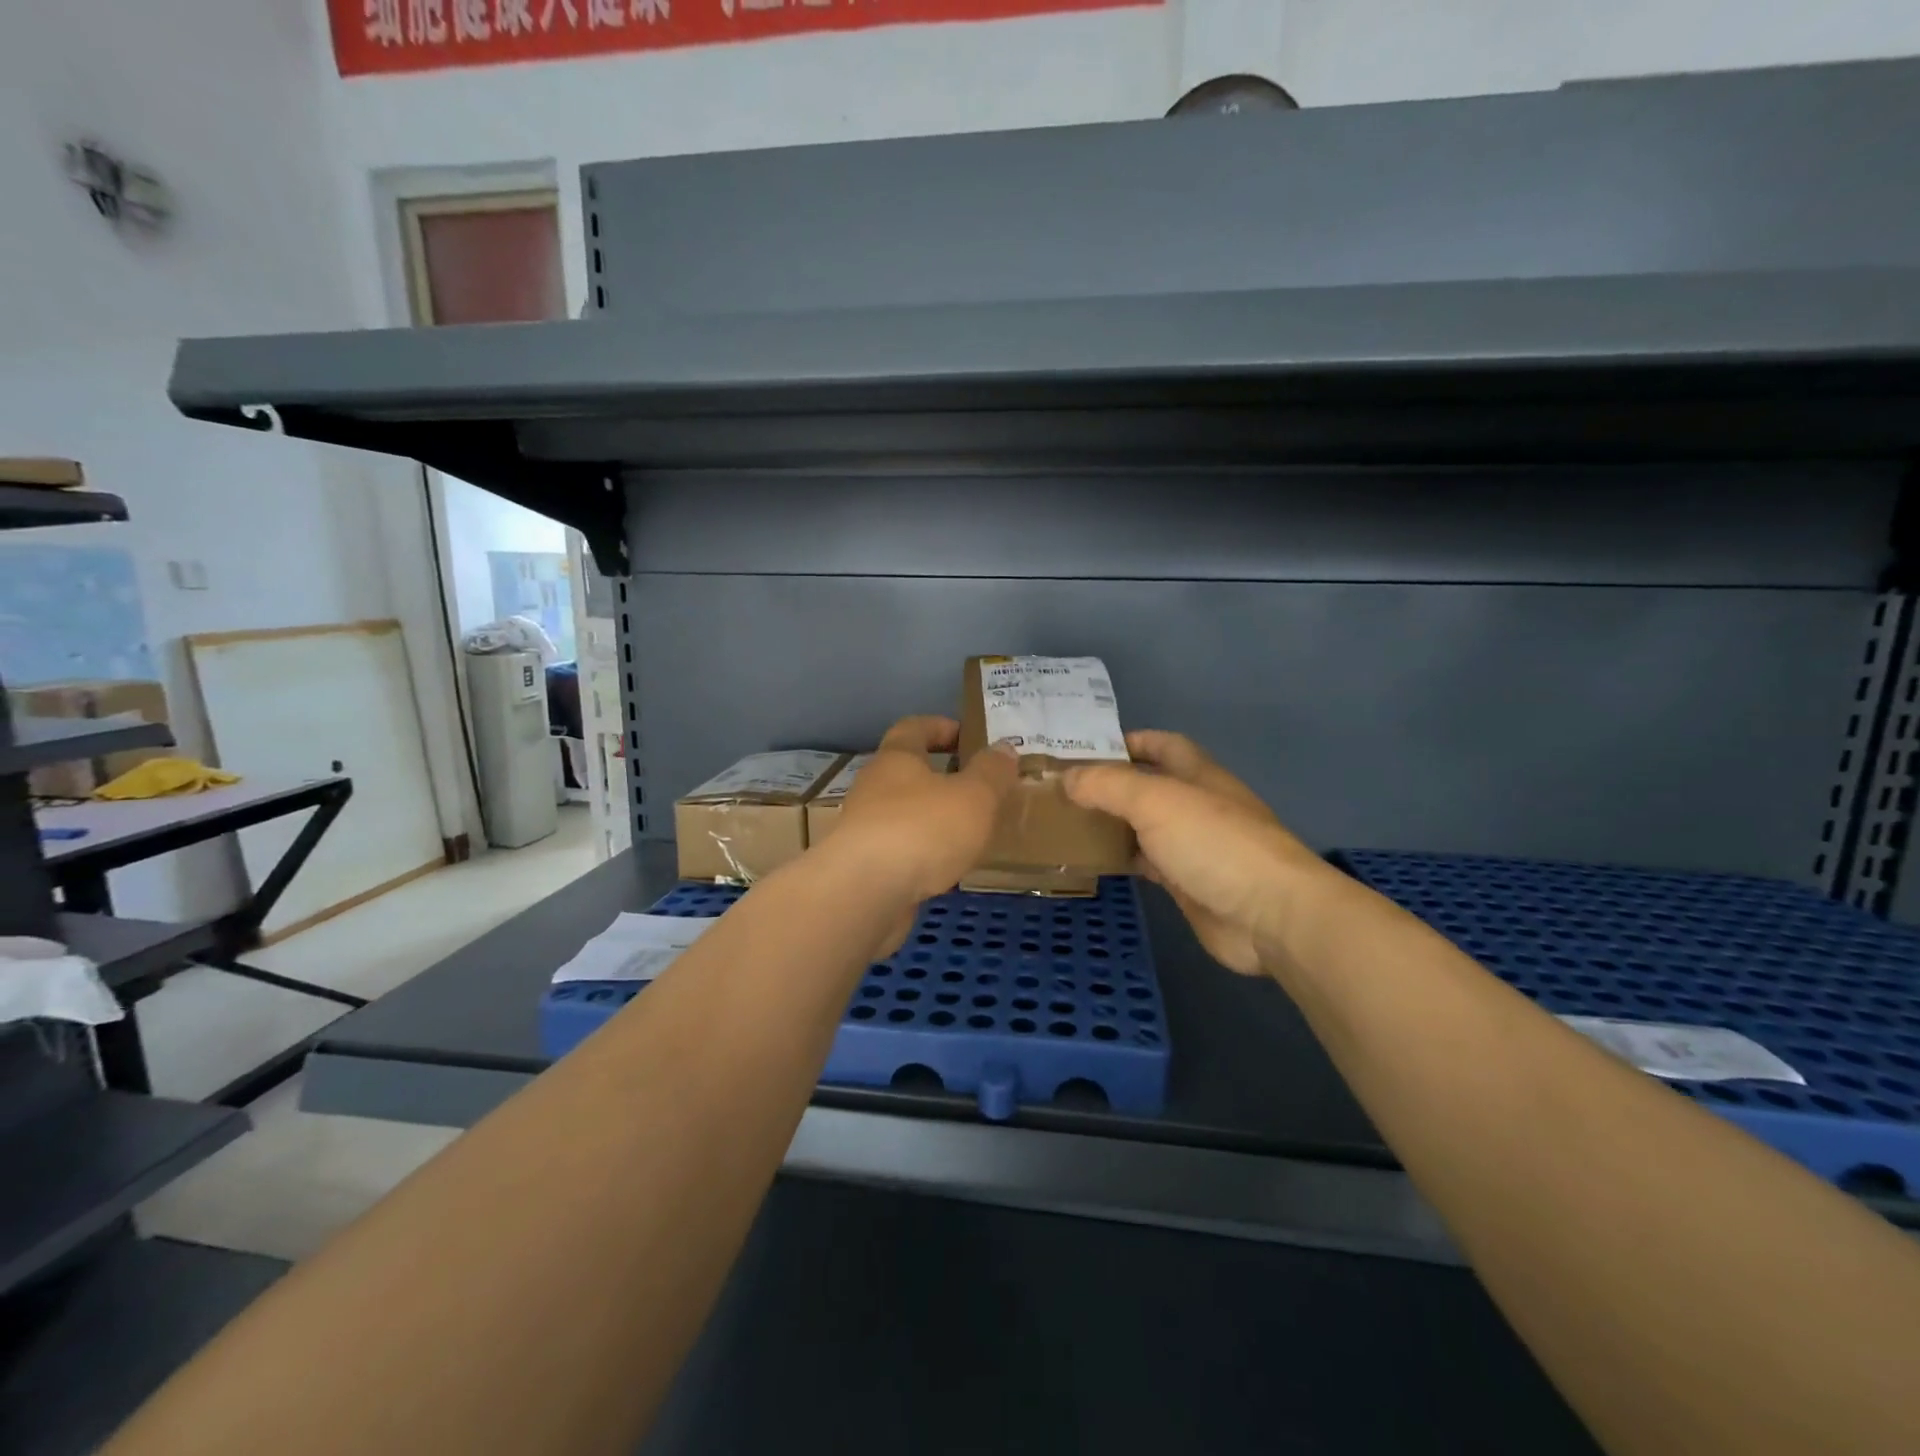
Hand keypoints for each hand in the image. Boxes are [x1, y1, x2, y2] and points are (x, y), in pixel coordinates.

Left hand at [833, 716, 1016, 903]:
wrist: (864, 894)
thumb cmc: (921, 829)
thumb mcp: (973, 796)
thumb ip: (991, 771)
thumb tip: (1004, 748)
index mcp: (896, 759)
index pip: (914, 728)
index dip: (941, 726)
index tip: (968, 736)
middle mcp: (874, 788)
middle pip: (907, 772)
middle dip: (941, 776)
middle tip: (980, 788)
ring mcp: (865, 829)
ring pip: (904, 814)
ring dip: (933, 818)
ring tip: (970, 831)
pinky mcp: (864, 868)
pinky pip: (901, 850)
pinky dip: (924, 854)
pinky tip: (948, 869)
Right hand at [1064, 731, 1326, 975]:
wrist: (1269, 915)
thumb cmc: (1214, 843)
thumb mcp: (1156, 801)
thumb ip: (1107, 785)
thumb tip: (1066, 778)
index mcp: (1197, 774)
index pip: (1161, 744)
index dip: (1127, 741)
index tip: (1083, 749)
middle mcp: (1195, 805)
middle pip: (1148, 786)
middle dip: (1110, 784)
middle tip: (1061, 788)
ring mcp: (1193, 846)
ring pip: (1144, 825)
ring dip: (1112, 822)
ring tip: (1066, 821)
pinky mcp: (1187, 883)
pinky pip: (1146, 862)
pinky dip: (1121, 858)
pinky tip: (1092, 860)